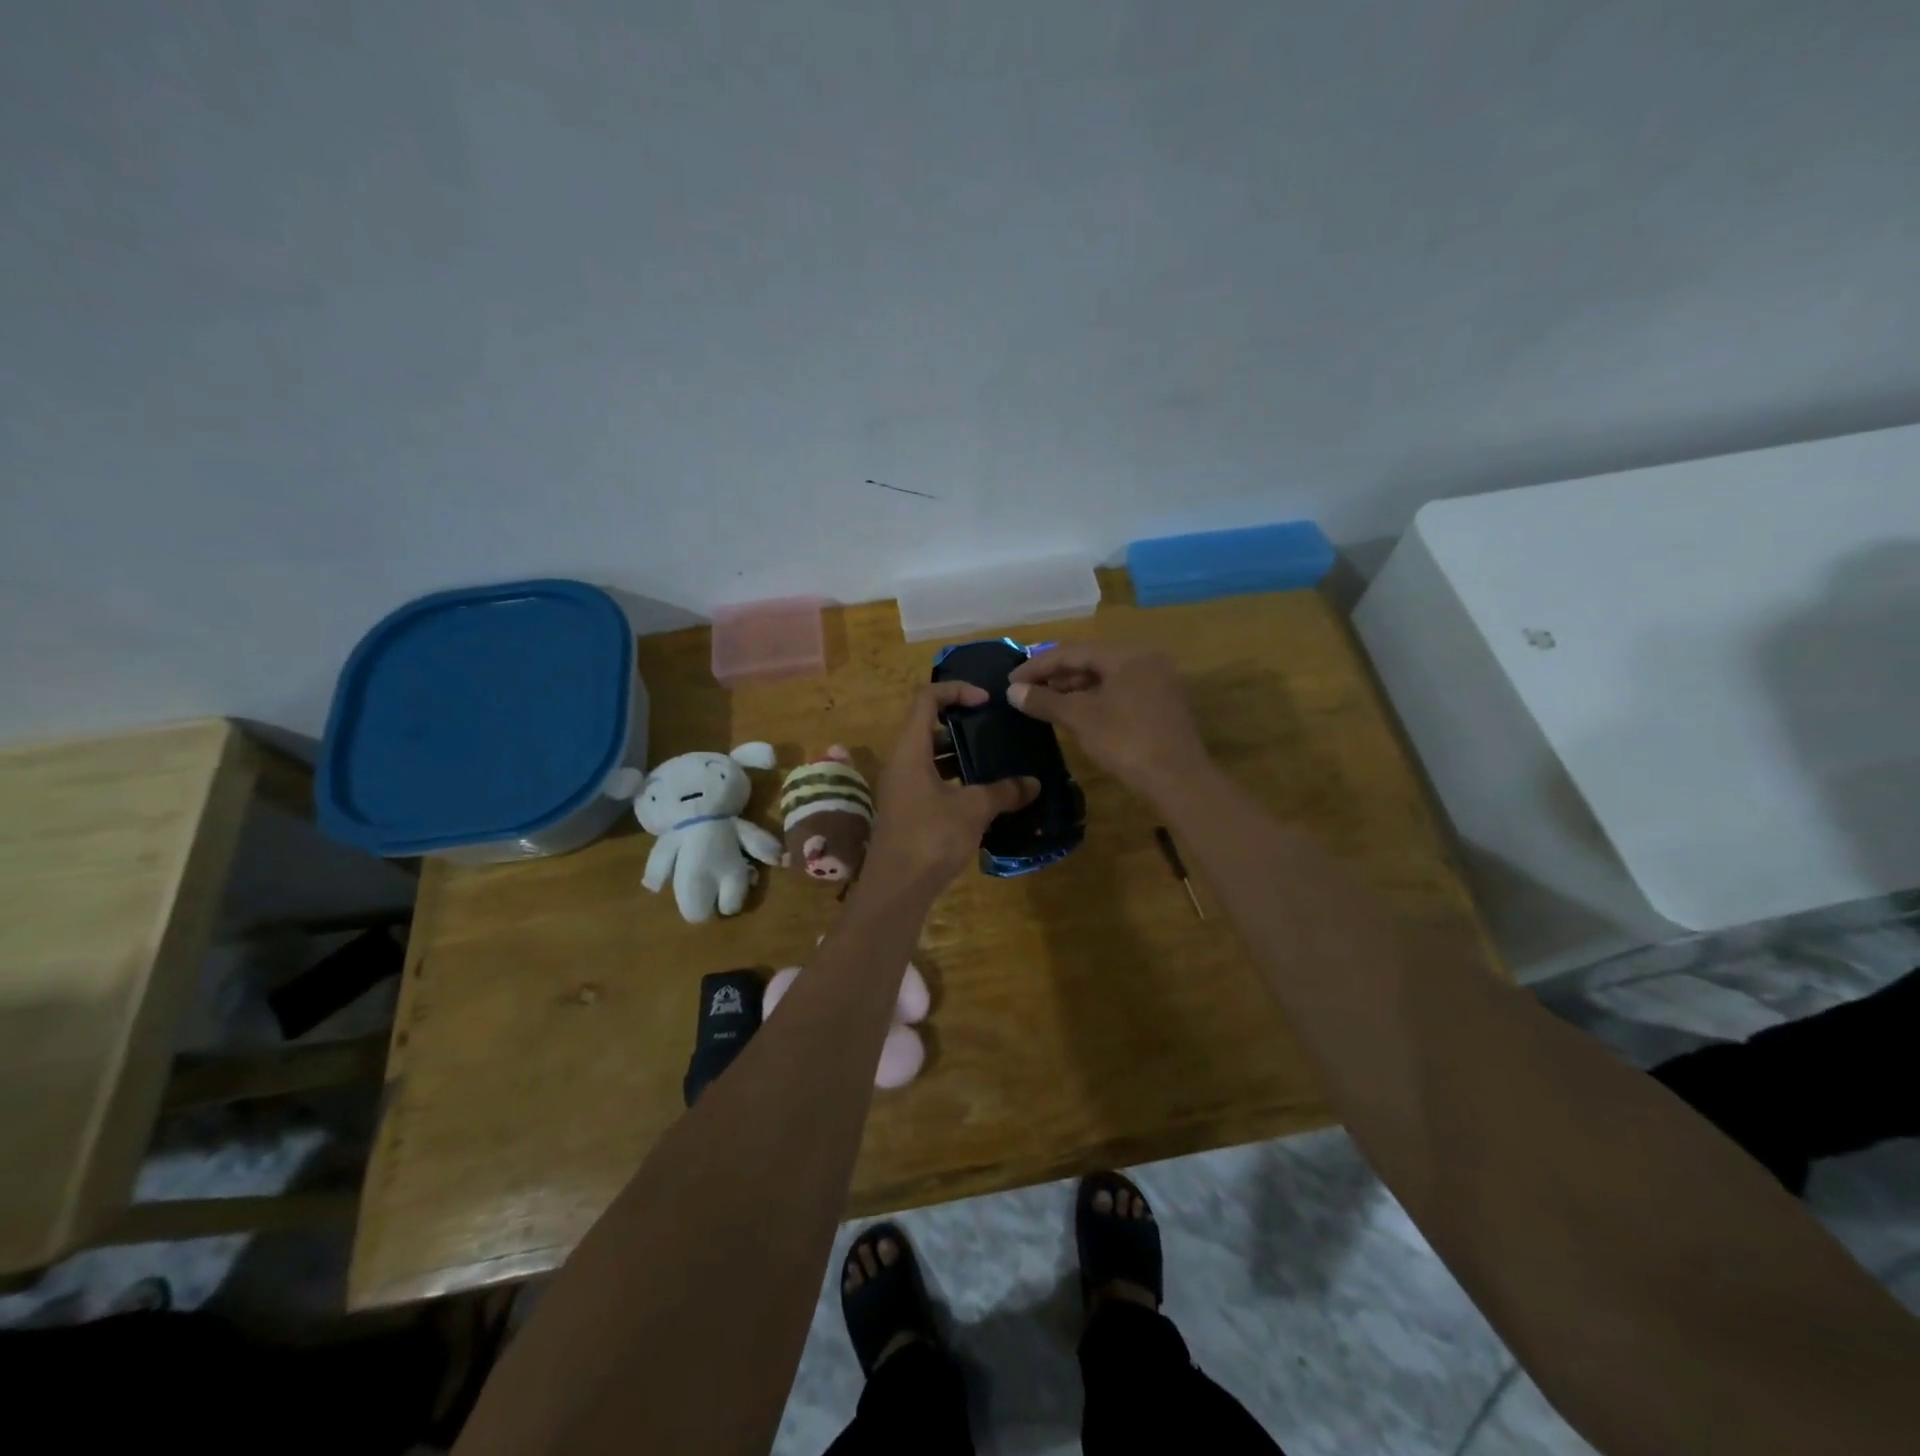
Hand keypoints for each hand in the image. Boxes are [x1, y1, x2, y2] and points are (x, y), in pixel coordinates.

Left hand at [864, 683, 1039, 892]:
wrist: (896, 889)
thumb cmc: (930, 838)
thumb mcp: (973, 810)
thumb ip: (1003, 792)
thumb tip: (1033, 784)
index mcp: (910, 750)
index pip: (926, 699)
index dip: (956, 691)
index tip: (986, 701)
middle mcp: (901, 763)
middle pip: (928, 727)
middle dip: (962, 726)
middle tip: (995, 732)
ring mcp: (901, 789)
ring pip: (931, 758)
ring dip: (960, 756)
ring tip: (995, 763)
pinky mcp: (907, 812)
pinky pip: (932, 783)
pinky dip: (955, 781)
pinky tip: (983, 797)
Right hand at [1007, 641, 1209, 801]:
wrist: (1178, 780)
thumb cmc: (1126, 742)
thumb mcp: (1080, 719)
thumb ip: (1044, 701)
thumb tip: (1013, 692)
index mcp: (1127, 654)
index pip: (1072, 651)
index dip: (1038, 666)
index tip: (1011, 681)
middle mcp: (1145, 658)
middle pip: (1091, 660)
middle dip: (1056, 675)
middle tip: (1026, 691)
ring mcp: (1157, 680)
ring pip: (1105, 676)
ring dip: (1074, 687)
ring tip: (1045, 702)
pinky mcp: (1161, 703)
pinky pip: (1120, 690)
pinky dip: (1095, 697)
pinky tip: (1075, 712)